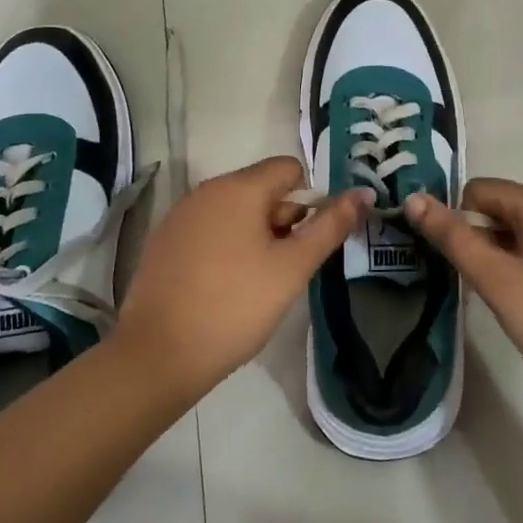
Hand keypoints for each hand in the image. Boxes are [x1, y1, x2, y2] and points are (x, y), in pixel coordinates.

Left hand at [116, 156, 370, 403]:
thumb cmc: (236, 306)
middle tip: (285, 269)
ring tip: (256, 282)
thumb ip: (330, 226)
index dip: (309, 200)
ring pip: (234, 211)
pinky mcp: (164, 241)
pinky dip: (225, 247)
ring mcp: (180, 215)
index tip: (308, 241)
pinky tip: (224, 287)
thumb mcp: (293, 268)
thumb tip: (363, 192)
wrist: (159, 354)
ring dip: (255, 235)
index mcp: (239, 188)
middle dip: (282, 220)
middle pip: (261, 189)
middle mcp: (206, 190)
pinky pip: (208, 229)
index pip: (289, 168)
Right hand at [404, 179, 522, 414]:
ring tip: (510, 293)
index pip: (479, 190)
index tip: (465, 265)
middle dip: (485, 236)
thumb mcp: (495, 279)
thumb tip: (413, 198)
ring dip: (507, 249)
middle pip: (503, 204)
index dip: (461, 223)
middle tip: (488, 282)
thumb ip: (452, 236)